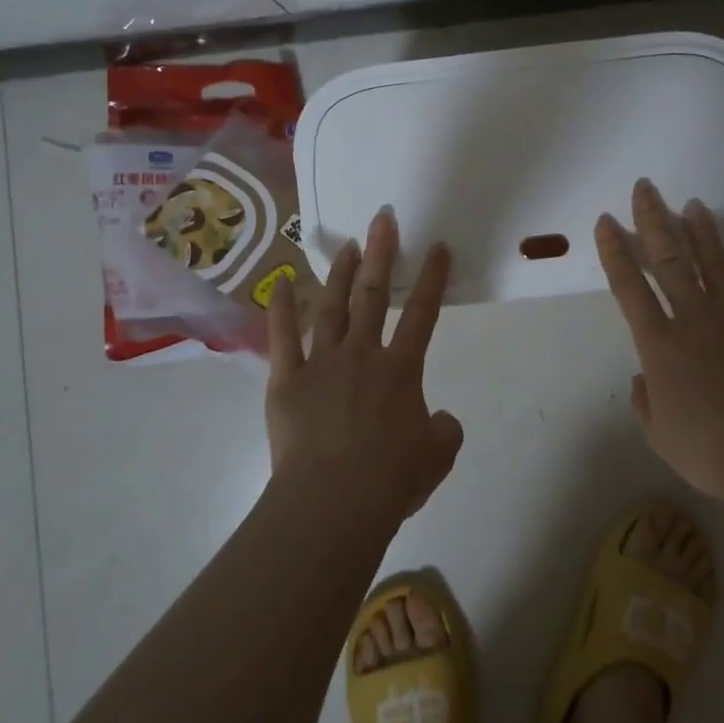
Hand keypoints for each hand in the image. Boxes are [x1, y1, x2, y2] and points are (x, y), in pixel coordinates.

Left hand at [265, 209, 463, 526]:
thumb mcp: (437, 456)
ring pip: (333, 306)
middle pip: (374, 294)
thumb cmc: (389, 480)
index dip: (433, 278)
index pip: (423, 313)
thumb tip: (439, 419)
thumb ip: (444, 429)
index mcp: (400, 369)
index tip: (438, 246)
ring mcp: (321, 362)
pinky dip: (281, 308)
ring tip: (348, 245)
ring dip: (342, 273)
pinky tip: (279, 282)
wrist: (332, 503)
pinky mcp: (287, 380)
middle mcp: (362, 354)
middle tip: (383, 219)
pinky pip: (282, 337)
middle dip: (382, 253)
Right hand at [595, 178, 723, 509]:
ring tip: (695, 206)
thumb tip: (642, 381)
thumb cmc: (709, 450)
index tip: (607, 221)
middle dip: (654, 220)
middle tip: (647, 187)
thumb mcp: (660, 436)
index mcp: (660, 343)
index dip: (614, 252)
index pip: (629, 287)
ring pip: (718, 266)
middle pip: (670, 259)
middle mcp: (695, 319)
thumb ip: (647, 403)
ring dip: (705, 235)